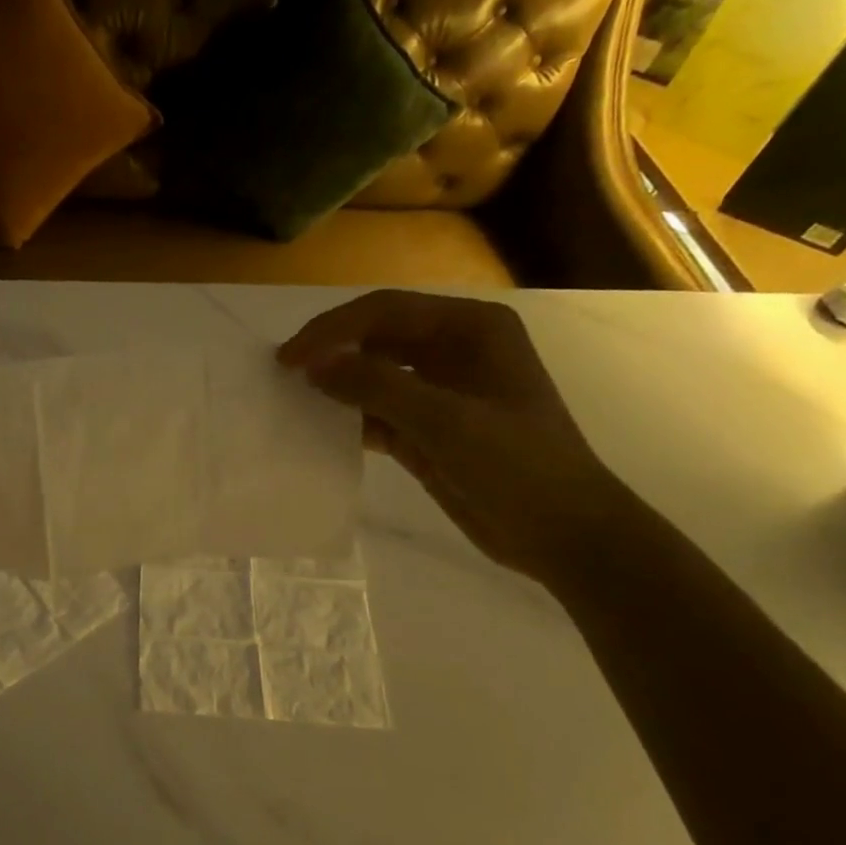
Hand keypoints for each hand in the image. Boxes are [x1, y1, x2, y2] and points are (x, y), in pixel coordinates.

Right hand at [279, 291, 628, 581]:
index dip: (333, 330)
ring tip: (292, 398)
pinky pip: (376, 411)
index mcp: (469, 329)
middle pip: (375, 337)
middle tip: (283, 373)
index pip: (385, 311)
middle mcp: (452, 350)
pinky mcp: (426, 429)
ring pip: (372, 374)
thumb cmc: (518, 466)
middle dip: (330, 351)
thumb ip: (376, 386)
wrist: (562, 534)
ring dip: (336, 384)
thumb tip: (313, 364)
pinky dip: (348, 418)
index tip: (289, 358)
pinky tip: (318, 429)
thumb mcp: (445, 420)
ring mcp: (439, 391)